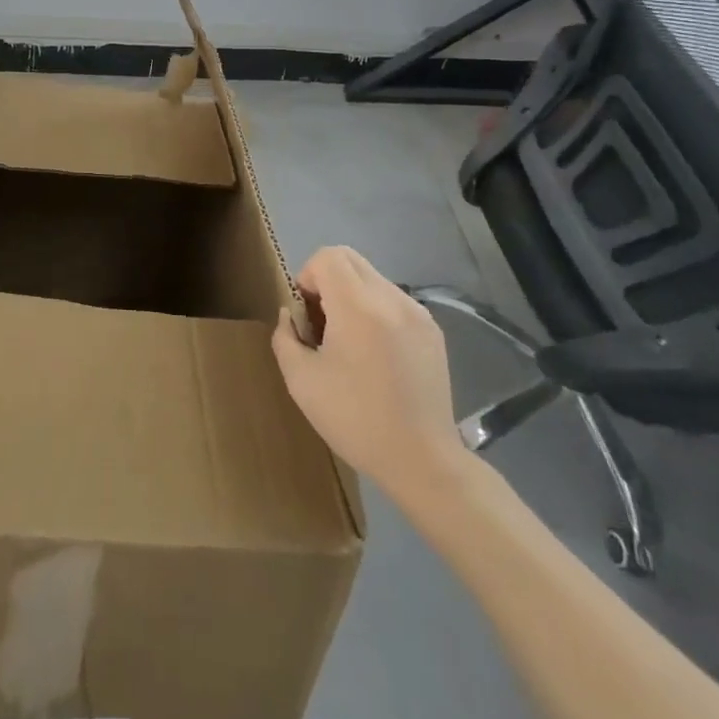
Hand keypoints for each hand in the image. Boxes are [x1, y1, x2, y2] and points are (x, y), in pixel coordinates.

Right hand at [271, 246, 469, 501]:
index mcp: (358, 306)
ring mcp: (417, 313)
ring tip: (349, 343)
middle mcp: (391, 298)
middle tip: (322, 324)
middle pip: (350, 259)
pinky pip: (394, 301)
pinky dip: (376, 312)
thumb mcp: (301, 381)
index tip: (307, 315)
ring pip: (372, 278)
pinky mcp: (433, 331)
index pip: (327, 257)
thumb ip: (285, 337)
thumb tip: (291, 315)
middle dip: (327, 280)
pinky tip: (376, 356)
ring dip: (352, 296)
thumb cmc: (355, 420)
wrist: (422, 460)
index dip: (307, 276)